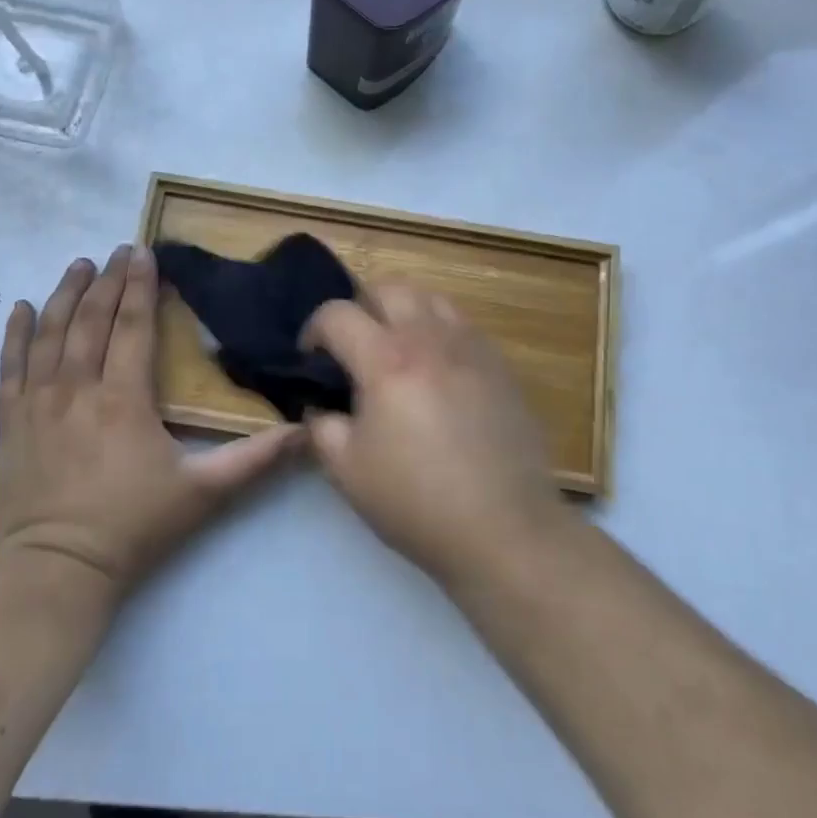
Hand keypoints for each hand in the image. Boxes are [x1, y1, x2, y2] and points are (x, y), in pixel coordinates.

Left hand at [0, 246, 301, 600]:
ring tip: (80, 266)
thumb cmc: (133, 528)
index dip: (141, 286)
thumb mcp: (203, 494)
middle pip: (91, 320)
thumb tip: (305, 432)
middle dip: (108, 281)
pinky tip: (20, 309)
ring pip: (49, 334)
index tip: (144, 252)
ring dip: (65, 295)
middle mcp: (77, 388)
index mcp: (124, 398)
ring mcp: (37, 404)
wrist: (56, 571)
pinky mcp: (10, 423)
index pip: (133, 326)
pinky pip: (9, 367)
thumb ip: (255, 460)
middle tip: (120, 250)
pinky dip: (14, 335)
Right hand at [303, 283, 569, 588]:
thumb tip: (320, 405)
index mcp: (387, 360)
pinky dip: (437, 331)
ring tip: (397, 350)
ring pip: (429, 298)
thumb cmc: (417, 502)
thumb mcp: (347, 471)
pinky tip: (436, 371)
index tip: (311, 359)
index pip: (337, 314)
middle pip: (387, 288)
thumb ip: (322, 426)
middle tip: (354, 346)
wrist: (504, 529)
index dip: (313, 330)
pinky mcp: (500, 364)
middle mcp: (430, 339)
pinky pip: (461, 324)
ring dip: (402, 312)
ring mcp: (471, 347)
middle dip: (360, 307)